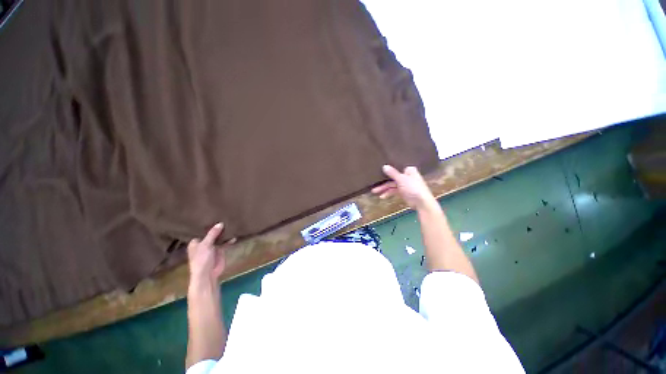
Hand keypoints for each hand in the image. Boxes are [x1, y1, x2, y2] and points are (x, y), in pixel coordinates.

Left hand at [187, 223, 235, 282]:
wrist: (208, 274)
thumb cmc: (201, 259)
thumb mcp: (206, 245)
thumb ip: (213, 234)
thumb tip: (220, 223)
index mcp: (195, 242)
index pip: (201, 231)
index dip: (207, 225)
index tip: (214, 216)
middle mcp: (204, 243)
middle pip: (211, 234)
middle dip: (217, 228)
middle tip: (225, 217)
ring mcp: (212, 247)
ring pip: (219, 238)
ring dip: (224, 234)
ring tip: (231, 224)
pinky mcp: (220, 251)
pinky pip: (225, 243)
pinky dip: (229, 240)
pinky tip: (234, 236)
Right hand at [371, 165, 436, 209]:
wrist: (421, 203)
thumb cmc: (413, 187)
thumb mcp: (401, 179)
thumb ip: (392, 173)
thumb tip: (384, 166)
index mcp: (409, 170)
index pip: (396, 168)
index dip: (388, 169)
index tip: (378, 170)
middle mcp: (407, 176)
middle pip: (392, 177)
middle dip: (383, 182)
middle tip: (374, 184)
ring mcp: (405, 184)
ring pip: (392, 185)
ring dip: (384, 188)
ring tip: (374, 191)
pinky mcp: (403, 192)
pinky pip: (394, 191)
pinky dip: (388, 193)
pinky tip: (382, 196)